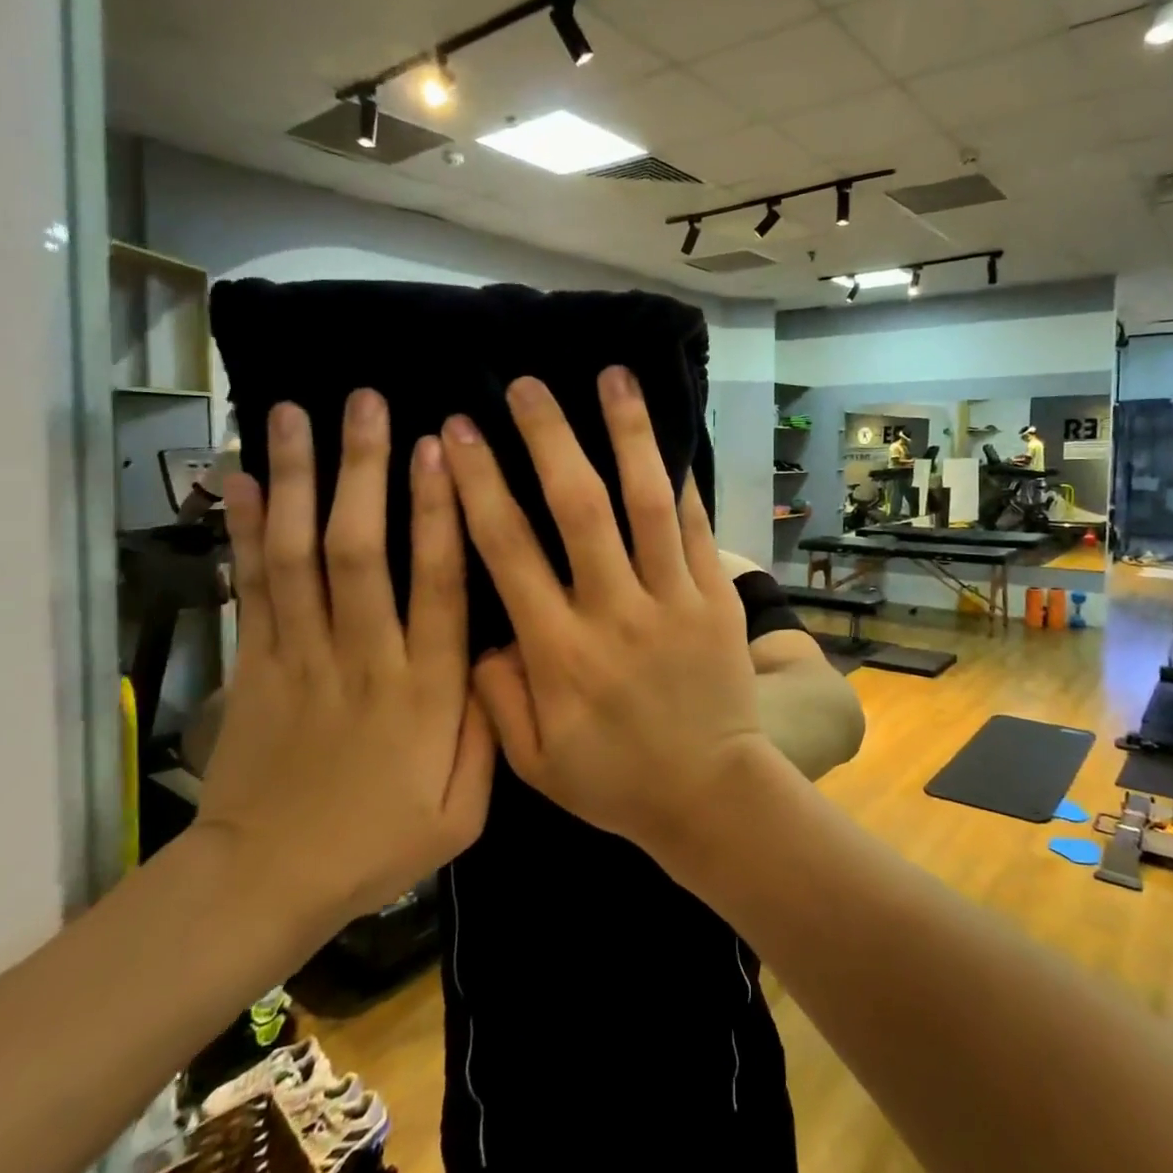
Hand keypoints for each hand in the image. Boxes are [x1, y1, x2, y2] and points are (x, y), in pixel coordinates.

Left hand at [198, 395, 494, 922]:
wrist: (265, 883)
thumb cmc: (378, 843)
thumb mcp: (465, 812)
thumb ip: (491, 730)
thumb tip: (503, 652)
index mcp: (423, 689)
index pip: (437, 584)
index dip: (441, 513)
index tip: (442, 450)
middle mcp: (361, 657)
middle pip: (360, 550)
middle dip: (365, 470)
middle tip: (369, 401)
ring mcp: (299, 655)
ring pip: (299, 555)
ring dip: (301, 480)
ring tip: (296, 412)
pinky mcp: (253, 663)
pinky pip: (249, 586)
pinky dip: (245, 530)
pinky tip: (244, 476)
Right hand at [441, 368, 768, 848]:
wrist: (710, 795)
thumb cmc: (615, 780)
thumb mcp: (532, 761)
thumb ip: (495, 695)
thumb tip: (478, 632)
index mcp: (558, 652)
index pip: (507, 550)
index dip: (479, 485)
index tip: (457, 433)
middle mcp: (614, 613)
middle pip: (577, 508)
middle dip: (547, 439)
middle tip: (526, 386)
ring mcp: (672, 601)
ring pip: (646, 503)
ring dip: (628, 435)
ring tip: (614, 377)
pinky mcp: (715, 600)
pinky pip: (696, 529)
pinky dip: (681, 481)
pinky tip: (669, 438)